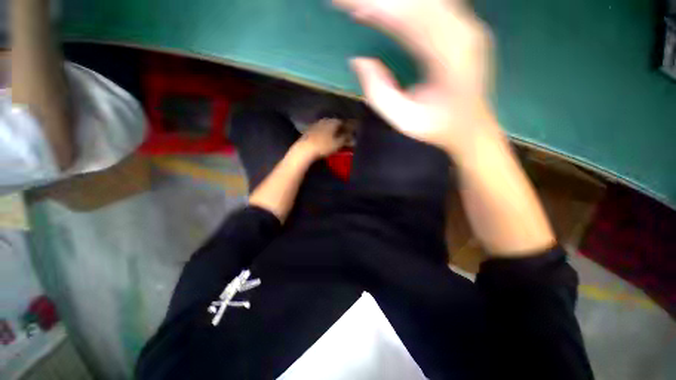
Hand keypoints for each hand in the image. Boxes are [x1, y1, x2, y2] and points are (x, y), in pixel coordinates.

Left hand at [296, 118, 349, 158]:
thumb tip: (352, 137)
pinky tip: (325, 139)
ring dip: (331, 131)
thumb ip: (346, 139)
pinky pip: (320, 130)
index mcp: (333, 121)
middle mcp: (324, 120)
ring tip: (334, 138)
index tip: (350, 133)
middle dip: (339, 129)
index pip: (343, 122)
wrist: (305, 149)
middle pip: (334, 123)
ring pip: (327, 126)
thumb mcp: (338, 144)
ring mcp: (316, 124)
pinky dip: (324, 134)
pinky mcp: (309, 130)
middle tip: (343, 136)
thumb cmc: (324, 146)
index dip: (347, 128)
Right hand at [334, 0, 496, 155]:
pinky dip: (404, 3)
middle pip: (417, 0)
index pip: (408, 16)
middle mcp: (464, 31)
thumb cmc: (438, 128)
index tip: (348, 5)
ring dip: (391, 0)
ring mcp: (467, 24)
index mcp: (450, 56)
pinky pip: (431, 3)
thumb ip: (380, 94)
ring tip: (362, 5)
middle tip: (347, 2)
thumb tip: (359, 61)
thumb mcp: (404, 121)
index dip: (375, 7)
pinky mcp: (463, 25)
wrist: (472, 127)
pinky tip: (384, 7)